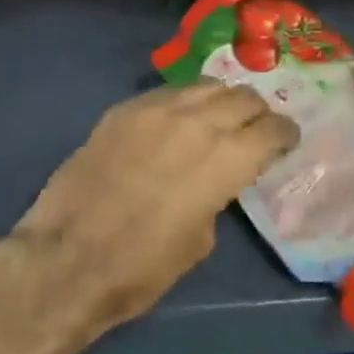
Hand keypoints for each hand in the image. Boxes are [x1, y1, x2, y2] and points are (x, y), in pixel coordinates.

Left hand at [13, 83, 298, 335]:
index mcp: (224, 159)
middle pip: (242, 97)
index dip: (285, 133)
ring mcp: (158, 108)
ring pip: (206, 84)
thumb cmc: (140, 268)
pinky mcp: (126, 107)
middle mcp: (197, 121)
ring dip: (222, 99)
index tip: (287, 139)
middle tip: (256, 127)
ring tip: (220, 116)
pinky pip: (169, 92)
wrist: (66, 257)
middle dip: (256, 111)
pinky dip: (185, 101)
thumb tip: (215, 177)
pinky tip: (178, 119)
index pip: (271, 129)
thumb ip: (217, 194)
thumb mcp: (198, 241)